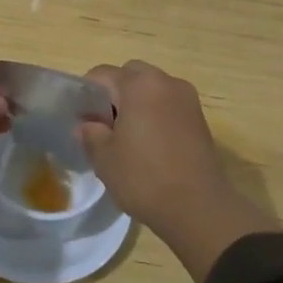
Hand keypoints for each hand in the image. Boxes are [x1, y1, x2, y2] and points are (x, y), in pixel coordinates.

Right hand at [77, 60, 273, 281]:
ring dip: (137, 103)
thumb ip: (91, 134)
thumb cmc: (144, 177)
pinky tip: (149, 145)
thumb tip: (87, 126)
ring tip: (127, 137)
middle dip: (115, 93)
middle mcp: (166, 82)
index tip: (82, 118)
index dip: (87, 93)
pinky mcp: (200, 119)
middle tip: (105, 124)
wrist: (198, 208)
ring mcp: (188, 100)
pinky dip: (155, 115)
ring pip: (153, 89)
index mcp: (140, 85)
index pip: (103, 74)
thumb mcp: (105, 158)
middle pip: (132, 75)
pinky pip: (169, 105)